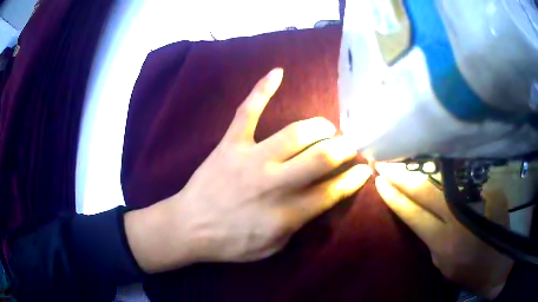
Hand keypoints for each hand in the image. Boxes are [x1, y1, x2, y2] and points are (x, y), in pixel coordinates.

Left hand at [125, 68, 371, 272]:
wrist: (188, 227)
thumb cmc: (231, 243)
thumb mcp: (272, 247)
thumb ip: (298, 224)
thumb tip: (319, 199)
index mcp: (286, 213)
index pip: (332, 191)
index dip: (353, 178)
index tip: (364, 168)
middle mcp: (274, 183)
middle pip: (321, 158)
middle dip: (343, 148)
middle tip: (349, 144)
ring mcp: (251, 158)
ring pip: (295, 133)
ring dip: (319, 127)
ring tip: (327, 128)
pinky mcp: (230, 144)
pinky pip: (247, 111)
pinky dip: (262, 89)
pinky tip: (277, 72)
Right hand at [375, 162, 513, 298]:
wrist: (499, 264)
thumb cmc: (468, 271)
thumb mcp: (441, 263)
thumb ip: (431, 238)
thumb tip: (423, 213)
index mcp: (443, 241)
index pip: (412, 213)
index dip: (394, 196)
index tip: (379, 181)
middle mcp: (458, 217)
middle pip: (425, 190)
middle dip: (402, 176)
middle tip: (384, 162)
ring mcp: (476, 200)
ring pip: (443, 180)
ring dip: (421, 169)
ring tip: (405, 159)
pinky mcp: (490, 190)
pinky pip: (462, 180)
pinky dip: (446, 173)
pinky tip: (437, 165)